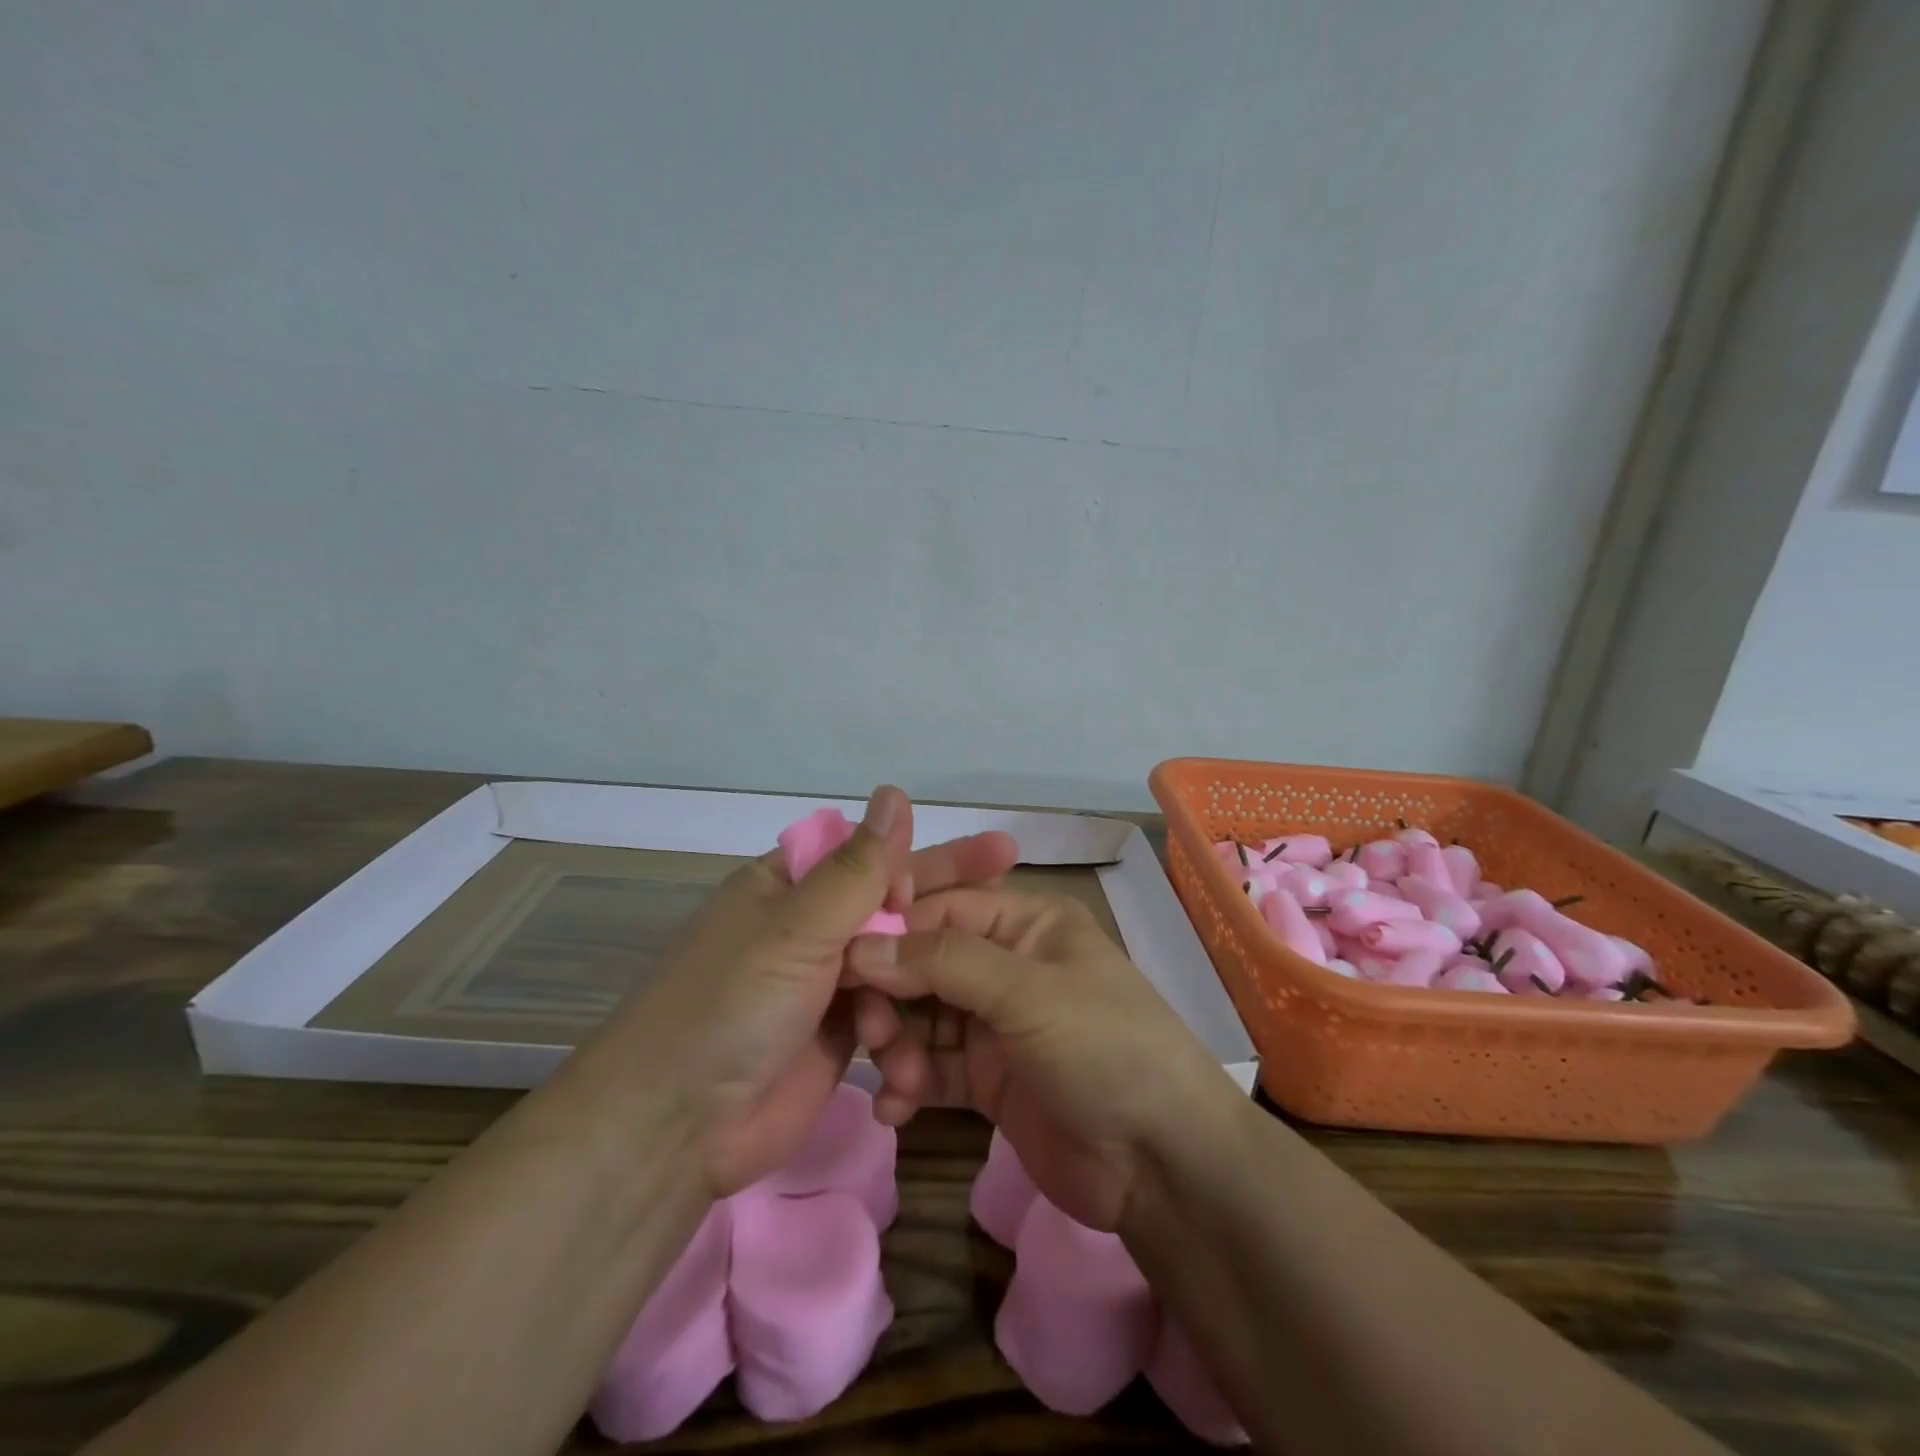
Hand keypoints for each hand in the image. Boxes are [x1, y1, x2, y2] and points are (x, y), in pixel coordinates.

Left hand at [599, 787, 1017, 1198]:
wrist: (677, 1129)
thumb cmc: (732, 1005)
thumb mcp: (797, 928)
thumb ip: (857, 868)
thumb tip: (895, 792)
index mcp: (789, 886)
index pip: (871, 856)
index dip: (928, 856)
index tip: (988, 857)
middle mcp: (808, 928)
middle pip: (892, 904)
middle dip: (949, 896)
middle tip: (1014, 871)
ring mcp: (825, 983)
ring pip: (898, 960)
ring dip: (934, 966)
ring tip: (986, 965)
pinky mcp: (839, 1034)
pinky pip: (891, 1012)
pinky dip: (915, 1017)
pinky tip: (951, 1024)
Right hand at [845, 889, 1240, 1231]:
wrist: (1163, 1164)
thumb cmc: (1104, 1048)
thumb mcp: (1027, 993)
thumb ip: (942, 963)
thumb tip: (860, 946)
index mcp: (1026, 922)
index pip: (943, 907)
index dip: (892, 928)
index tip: (839, 957)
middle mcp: (1006, 964)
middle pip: (925, 963)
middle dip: (892, 994)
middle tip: (869, 1031)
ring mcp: (996, 1024)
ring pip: (922, 1018)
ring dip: (898, 1044)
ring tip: (896, 1078)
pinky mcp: (988, 1079)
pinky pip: (932, 1068)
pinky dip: (909, 1084)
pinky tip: (896, 1109)